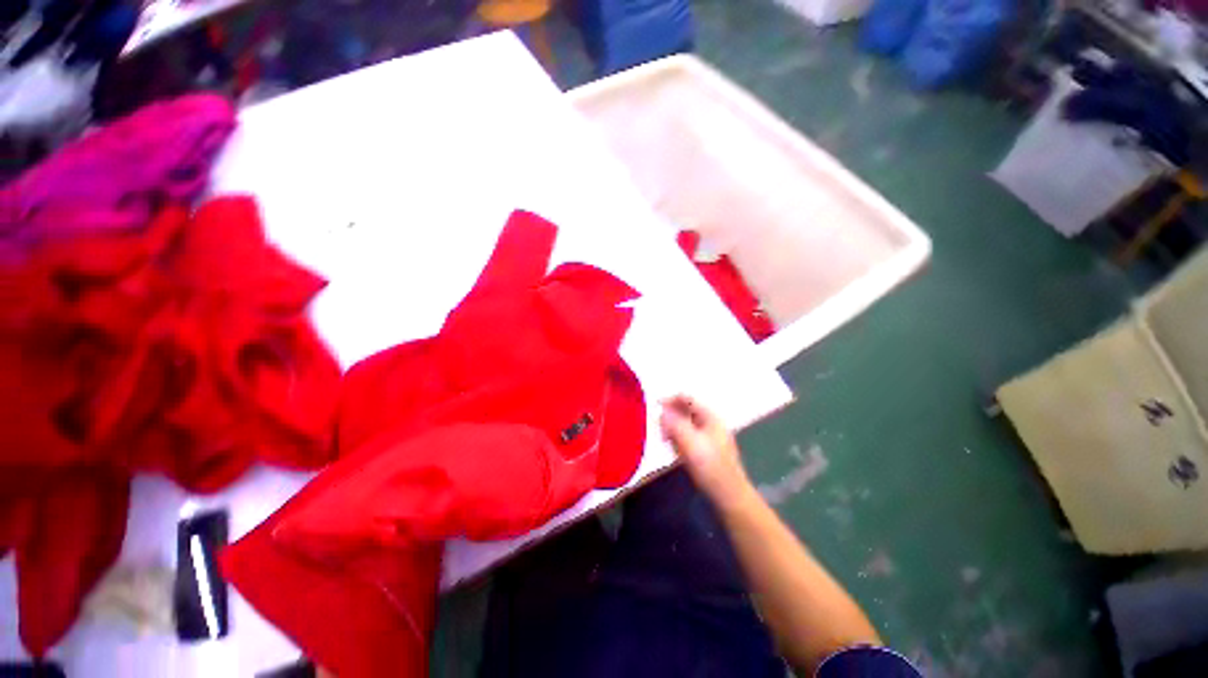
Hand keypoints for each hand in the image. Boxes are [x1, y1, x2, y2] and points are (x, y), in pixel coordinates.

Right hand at [659, 395, 753, 508]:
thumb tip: (661, 411)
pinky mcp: (706, 449)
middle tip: (658, 427)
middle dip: (670, 415)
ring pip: (685, 423)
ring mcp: (709, 436)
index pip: (687, 398)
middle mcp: (710, 422)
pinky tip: (673, 448)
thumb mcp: (690, 443)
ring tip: (664, 439)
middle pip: (686, 409)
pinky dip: (678, 437)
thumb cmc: (711, 467)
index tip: (653, 407)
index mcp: (710, 417)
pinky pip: (688, 435)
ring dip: (673, 427)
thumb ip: (675, 425)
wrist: (729, 496)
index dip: (670, 400)